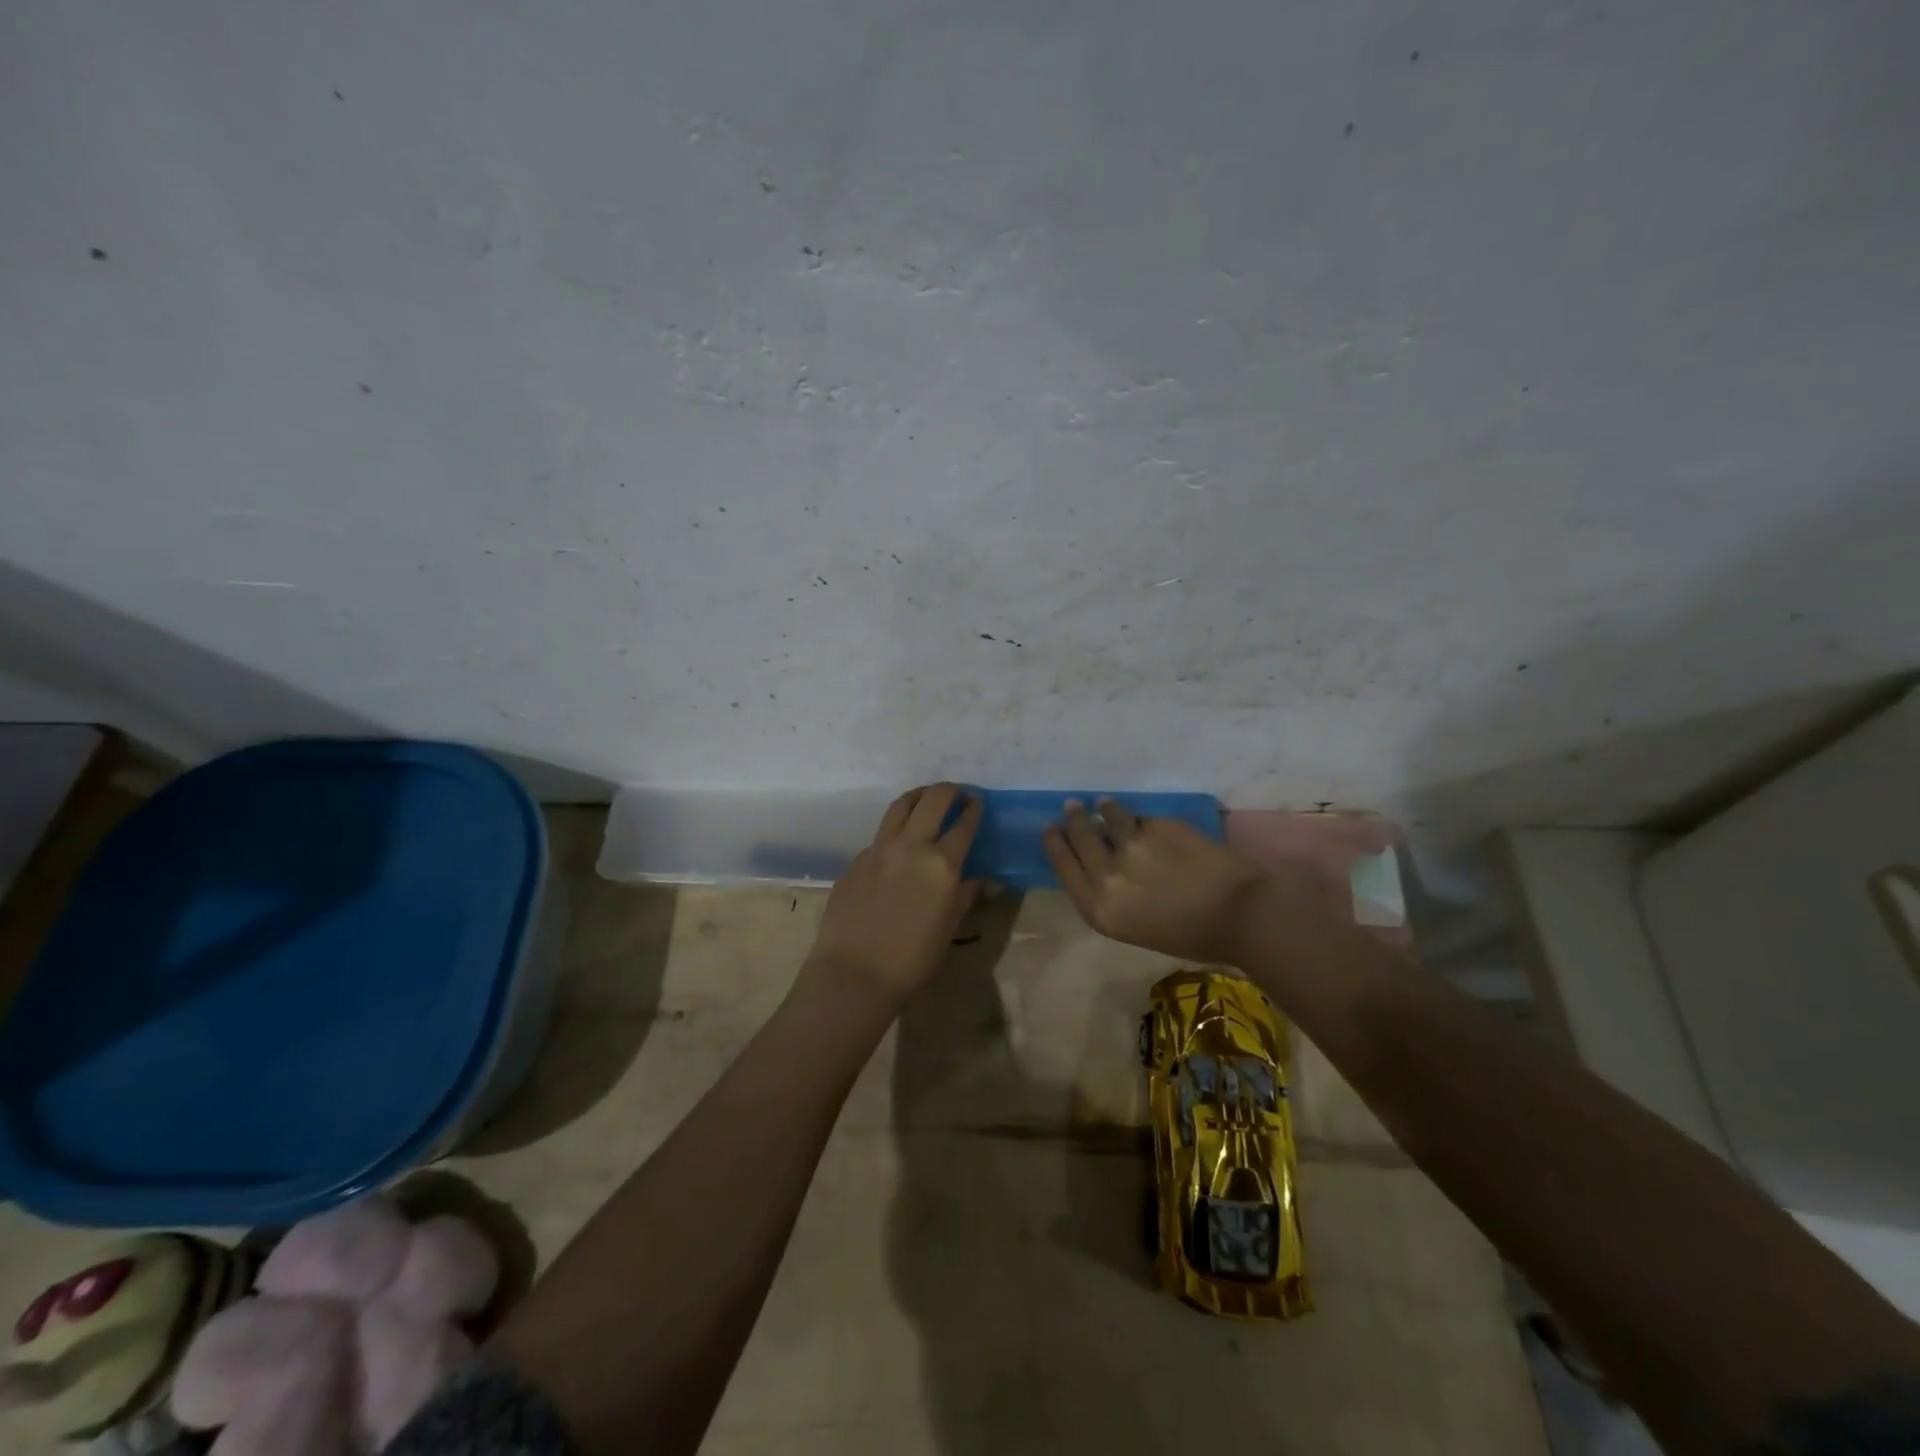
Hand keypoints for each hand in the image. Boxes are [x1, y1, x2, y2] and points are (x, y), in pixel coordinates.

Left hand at [804, 783, 984, 1006]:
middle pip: (933, 800)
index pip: (963, 824)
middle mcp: (911, 846)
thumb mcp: (949, 928)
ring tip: (926, 798)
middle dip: (949, 790)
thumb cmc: (912, 959)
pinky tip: (897, 845)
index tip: (978, 801)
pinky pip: (879, 835)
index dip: (973, 809)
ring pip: (900, 806)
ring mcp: (879, 849)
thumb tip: (991, 883)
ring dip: (918, 796)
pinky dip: (894, 830)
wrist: (855, 973)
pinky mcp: (856, 860)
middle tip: (957, 792)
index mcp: (941, 864)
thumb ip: (967, 896)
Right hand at [1042, 799, 1274, 963]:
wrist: (1240, 915)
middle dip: (1073, 819)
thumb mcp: (1135, 927)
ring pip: (1108, 818)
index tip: (1050, 828)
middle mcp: (1107, 876)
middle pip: (1080, 837)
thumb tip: (1102, 866)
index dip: (1054, 843)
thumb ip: (1112, 896)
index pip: (1063, 866)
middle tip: (1071, 806)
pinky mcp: (1157, 827)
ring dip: (1103, 809)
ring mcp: (1131, 847)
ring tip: (1103, 803)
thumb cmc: (1190, 936)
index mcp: (1099, 909)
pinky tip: (1142, 819)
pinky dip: (1138, 818)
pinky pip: (1140, 819)